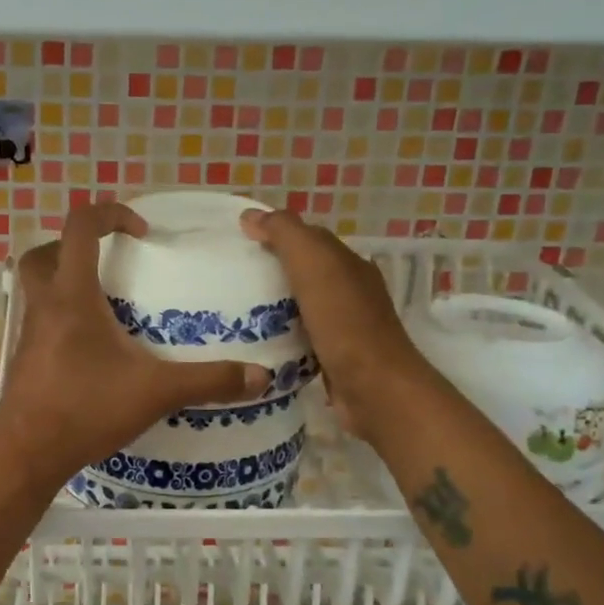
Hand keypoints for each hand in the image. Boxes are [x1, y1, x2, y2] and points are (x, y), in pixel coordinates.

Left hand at [0, 203, 271, 494]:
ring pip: (37, 287)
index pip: (80, 227)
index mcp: (72, 296)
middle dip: (76, 246)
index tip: (141, 232)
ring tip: (105, 304)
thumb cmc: (86, 410)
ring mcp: (28, 333)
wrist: (26, 454)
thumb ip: (208, 381)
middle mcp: (44, 306)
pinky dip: (62, 317)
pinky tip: (91, 348)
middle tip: (111, 263)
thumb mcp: (155, 392)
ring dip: (65, 281)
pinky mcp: (24, 358)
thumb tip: (260, 376)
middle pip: (45, 253)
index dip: (110, 214)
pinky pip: (40, 319)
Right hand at [239, 209, 418, 444]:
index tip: (236, 240)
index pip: (308, 237)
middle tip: (228, 275)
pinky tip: (256, 341)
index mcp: (348, 264)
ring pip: (301, 304)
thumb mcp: (314, 265)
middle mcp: (350, 291)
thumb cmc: (344, 323)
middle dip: (271, 268)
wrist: (374, 388)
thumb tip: (251, 216)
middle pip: (305, 271)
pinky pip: (300, 336)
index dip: (275, 232)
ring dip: (273, 303)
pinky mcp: (333, 358)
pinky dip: (280, 333)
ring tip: (233, 308)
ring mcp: (343, 327)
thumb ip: (286, 235)